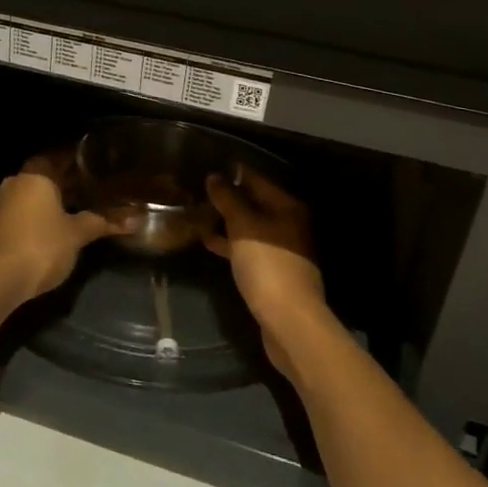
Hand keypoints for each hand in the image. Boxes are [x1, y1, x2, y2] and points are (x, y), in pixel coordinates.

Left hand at [0, 152, 125, 311]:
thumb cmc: (39, 247)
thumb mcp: (76, 235)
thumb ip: (102, 223)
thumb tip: (135, 220)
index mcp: (36, 176)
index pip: (57, 157)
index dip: (76, 159)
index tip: (94, 163)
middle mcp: (14, 183)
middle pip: (43, 177)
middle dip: (65, 182)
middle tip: (91, 187)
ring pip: (30, 196)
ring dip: (49, 201)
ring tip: (75, 209)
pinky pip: (19, 214)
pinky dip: (35, 217)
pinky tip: (49, 230)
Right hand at [205, 169, 329, 377]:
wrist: (289, 321)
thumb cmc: (268, 266)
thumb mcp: (243, 227)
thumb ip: (228, 199)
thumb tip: (214, 177)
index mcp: (287, 207)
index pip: (257, 179)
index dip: (233, 172)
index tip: (207, 165)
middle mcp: (289, 224)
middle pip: (255, 202)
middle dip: (228, 197)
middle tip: (198, 190)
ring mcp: (283, 249)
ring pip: (251, 226)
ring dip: (227, 221)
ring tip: (198, 214)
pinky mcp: (274, 271)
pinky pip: (249, 247)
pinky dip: (232, 243)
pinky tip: (210, 243)